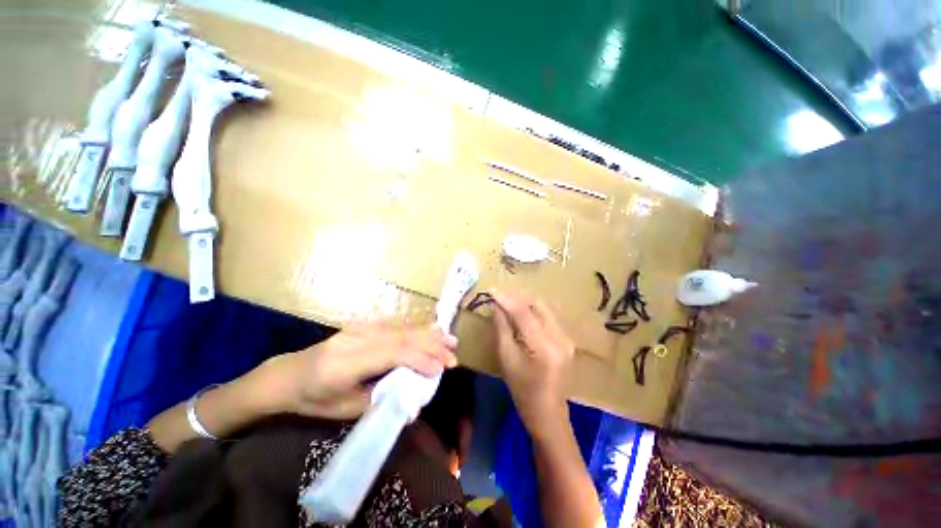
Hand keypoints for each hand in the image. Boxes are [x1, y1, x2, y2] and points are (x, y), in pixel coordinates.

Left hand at [260, 323, 458, 419]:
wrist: (289, 374)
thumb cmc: (314, 398)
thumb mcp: (344, 410)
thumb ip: (380, 400)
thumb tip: (412, 401)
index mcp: (348, 361)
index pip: (392, 353)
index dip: (420, 359)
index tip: (441, 370)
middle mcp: (357, 338)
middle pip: (402, 337)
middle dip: (431, 345)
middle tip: (453, 354)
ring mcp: (361, 328)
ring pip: (402, 328)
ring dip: (428, 334)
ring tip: (450, 338)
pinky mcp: (364, 325)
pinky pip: (396, 326)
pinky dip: (417, 330)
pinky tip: (430, 330)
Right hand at [491, 290, 574, 436]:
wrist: (548, 412)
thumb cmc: (522, 390)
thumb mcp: (506, 359)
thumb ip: (502, 329)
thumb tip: (495, 306)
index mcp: (544, 347)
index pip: (523, 313)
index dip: (506, 299)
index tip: (491, 290)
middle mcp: (560, 338)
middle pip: (537, 305)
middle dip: (516, 298)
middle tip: (499, 298)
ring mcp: (566, 338)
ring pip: (543, 308)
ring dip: (525, 303)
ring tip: (507, 304)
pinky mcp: (566, 339)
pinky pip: (548, 317)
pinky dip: (533, 312)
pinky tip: (521, 315)